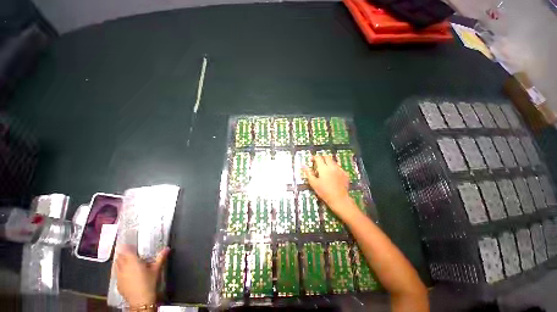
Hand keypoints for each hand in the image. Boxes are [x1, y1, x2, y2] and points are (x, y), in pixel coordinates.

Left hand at [115, 245, 169, 306]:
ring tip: (130, 269)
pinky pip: (117, 274)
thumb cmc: (149, 285)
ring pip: (117, 263)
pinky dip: (121, 274)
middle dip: (126, 255)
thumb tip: (167, 249)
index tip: (136, 252)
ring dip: (122, 263)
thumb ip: (160, 259)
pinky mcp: (117, 281)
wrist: (141, 302)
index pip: (127, 246)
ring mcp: (118, 272)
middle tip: (134, 261)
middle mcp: (122, 262)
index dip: (131, 248)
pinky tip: (129, 280)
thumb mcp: (156, 272)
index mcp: (131, 258)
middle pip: (121, 254)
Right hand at [303, 155, 353, 216]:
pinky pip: (339, 168)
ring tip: (325, 170)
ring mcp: (340, 169)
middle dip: (322, 158)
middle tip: (318, 163)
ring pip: (333, 162)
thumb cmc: (324, 192)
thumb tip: (304, 166)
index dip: (314, 157)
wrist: (339, 198)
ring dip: (329, 163)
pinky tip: (333, 176)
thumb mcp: (314, 183)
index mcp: (324, 168)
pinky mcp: (345, 174)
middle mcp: (332, 166)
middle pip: (327, 157)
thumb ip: (309, 173)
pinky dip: (335, 169)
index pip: (318, 158)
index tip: (311, 160)